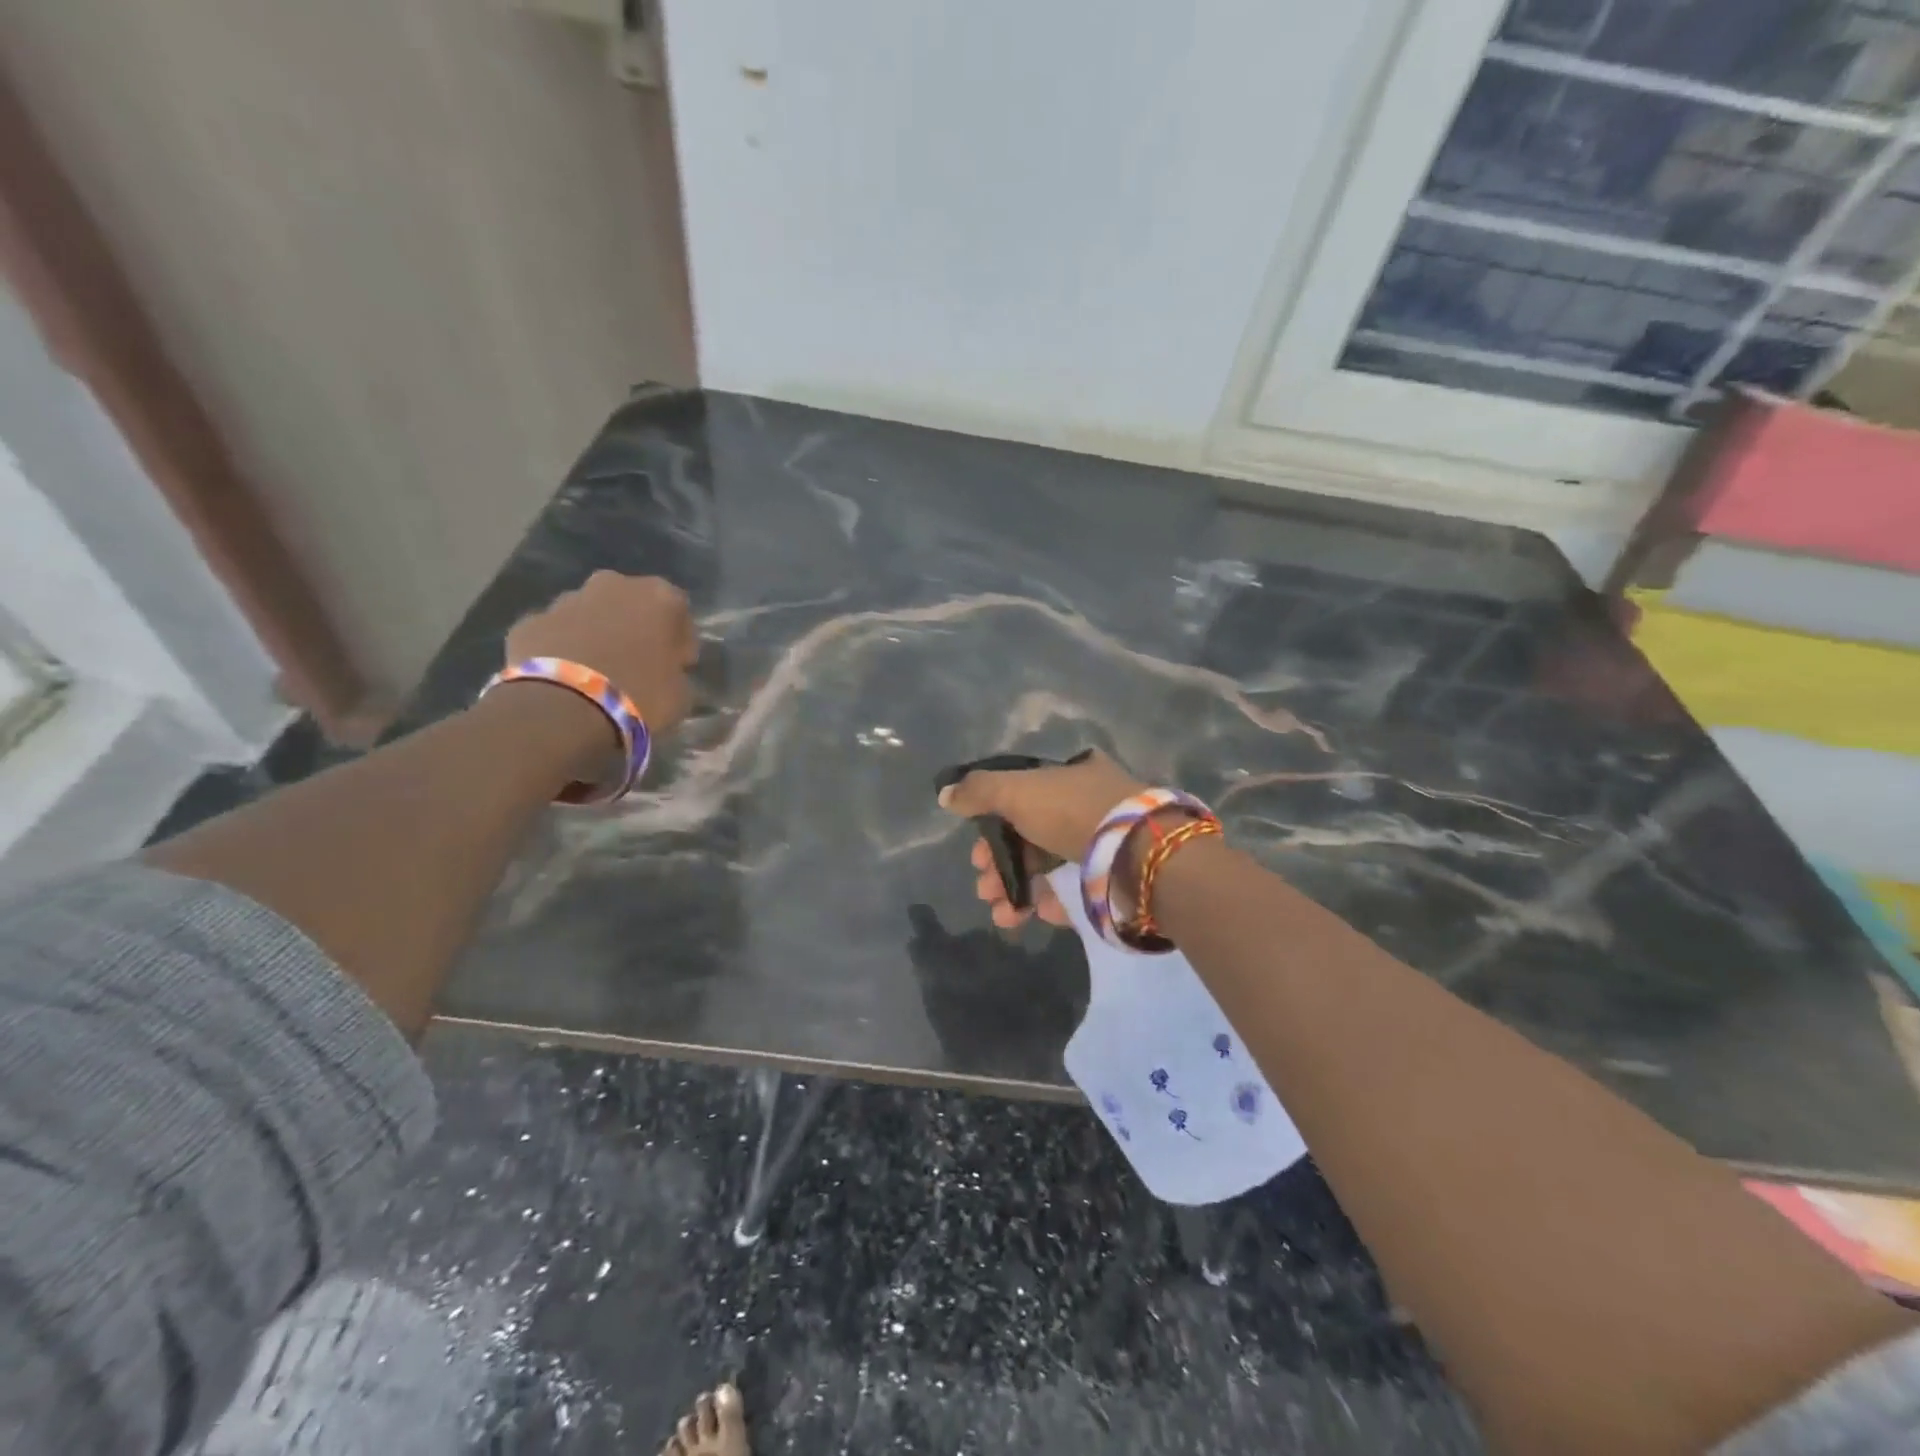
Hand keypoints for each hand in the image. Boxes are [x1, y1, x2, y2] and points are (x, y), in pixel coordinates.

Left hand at [505, 572, 697, 733]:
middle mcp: (613, 585)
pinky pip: (555, 634)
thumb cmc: (640, 695)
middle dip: (633, 628)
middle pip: (630, 604)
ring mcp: (566, 599)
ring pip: (589, 614)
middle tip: (636, 664)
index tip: (676, 666)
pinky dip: (561, 650)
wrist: (564, 708)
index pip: (679, 613)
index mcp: (659, 597)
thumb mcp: (681, 694)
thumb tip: (667, 673)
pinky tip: (564, 680)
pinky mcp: (529, 621)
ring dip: (596, 635)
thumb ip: (676, 673)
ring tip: (596, 674)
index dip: (679, 641)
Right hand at [939, 750, 1147, 929]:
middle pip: (1031, 836)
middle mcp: (1089, 805)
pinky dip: (1051, 903)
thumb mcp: (1017, 790)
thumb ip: (979, 792)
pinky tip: (1034, 915)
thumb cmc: (1072, 811)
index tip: (977, 852)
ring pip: (1050, 868)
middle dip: (1001, 866)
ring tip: (1002, 916)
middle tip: (983, 889)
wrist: (1138, 854)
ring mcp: (1105, 844)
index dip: (993, 824)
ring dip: (1018, 891)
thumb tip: (945, 795)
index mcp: (1070, 775)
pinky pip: (1076, 891)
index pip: (1022, 797)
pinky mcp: (1115, 879)